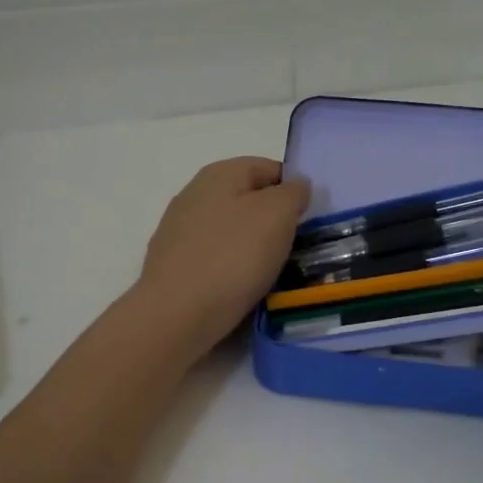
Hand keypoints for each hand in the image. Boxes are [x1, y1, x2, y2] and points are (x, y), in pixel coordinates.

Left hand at [136, 156, 309, 357]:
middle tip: (295, 247)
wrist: (176, 315)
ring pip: (230, 232)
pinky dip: (232, 269)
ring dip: (253, 248)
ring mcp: (178, 232)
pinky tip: (242, 288)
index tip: (309, 219)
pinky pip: (215, 259)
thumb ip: (292, 193)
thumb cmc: (233, 256)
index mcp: (218, 174)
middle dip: (273, 221)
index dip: (293, 188)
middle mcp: (193, 195)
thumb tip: (295, 185)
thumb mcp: (277, 215)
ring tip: (272, 272)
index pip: (267, 168)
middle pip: (247, 200)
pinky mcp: (173, 266)